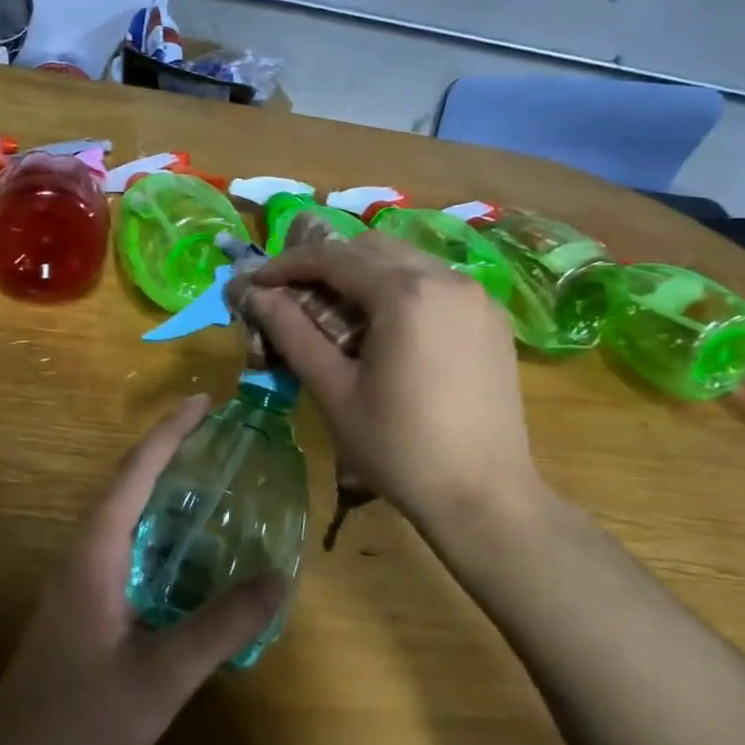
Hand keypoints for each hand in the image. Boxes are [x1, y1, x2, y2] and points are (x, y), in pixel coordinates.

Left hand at [0, 397, 285, 744]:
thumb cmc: (84, 717)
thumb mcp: (163, 675)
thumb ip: (221, 626)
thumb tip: (278, 578)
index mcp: (97, 549)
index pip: (137, 470)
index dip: (171, 431)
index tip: (204, 401)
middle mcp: (84, 548)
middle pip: (130, 481)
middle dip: (172, 450)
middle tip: (221, 436)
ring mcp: (79, 574)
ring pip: (126, 512)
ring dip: (164, 487)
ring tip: (213, 479)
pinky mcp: (83, 597)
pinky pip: (126, 541)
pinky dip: (159, 526)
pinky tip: (189, 549)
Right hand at [248, 232, 554, 545]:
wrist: (486, 497)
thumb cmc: (399, 448)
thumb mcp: (334, 390)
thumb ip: (292, 332)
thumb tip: (254, 294)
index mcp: (406, 293)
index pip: (334, 257)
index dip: (288, 264)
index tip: (256, 281)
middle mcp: (447, 278)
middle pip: (371, 248)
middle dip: (326, 263)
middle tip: (292, 294)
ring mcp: (476, 295)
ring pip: (406, 259)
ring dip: (363, 273)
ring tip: (334, 310)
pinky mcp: (491, 317)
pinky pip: (435, 282)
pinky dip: (399, 287)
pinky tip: (384, 326)